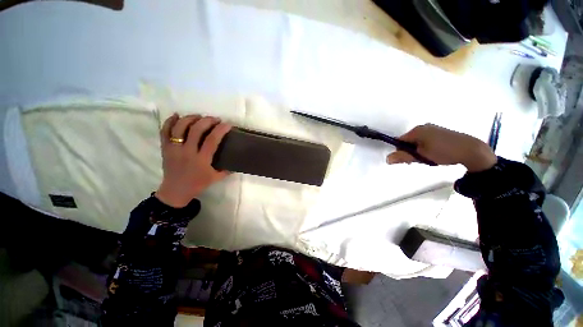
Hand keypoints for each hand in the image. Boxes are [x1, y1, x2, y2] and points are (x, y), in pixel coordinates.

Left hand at [155, 114, 231, 207]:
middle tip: (215, 119)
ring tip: (198, 117)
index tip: (227, 124)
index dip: (221, 130)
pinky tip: (177, 116)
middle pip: (196, 130)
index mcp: (201, 159)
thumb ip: (227, 170)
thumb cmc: (197, 184)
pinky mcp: (165, 148)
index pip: (212, 140)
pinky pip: (164, 131)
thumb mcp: (216, 178)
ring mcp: (174, 149)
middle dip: (207, 121)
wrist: (176, 191)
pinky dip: (169, 121)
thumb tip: (235, 163)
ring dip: (190, 118)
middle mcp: (187, 151)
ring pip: (180, 127)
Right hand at [386, 124, 496, 172]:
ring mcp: (432, 129)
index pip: (399, 141)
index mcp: (416, 131)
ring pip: (417, 141)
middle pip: (408, 141)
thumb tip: (387, 159)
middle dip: (409, 152)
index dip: (400, 151)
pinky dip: (425, 147)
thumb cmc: (443, 152)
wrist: (471, 150)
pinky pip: (426, 140)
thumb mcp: (421, 156)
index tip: (407, 160)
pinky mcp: (440, 132)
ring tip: (428, 158)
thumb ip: (403, 157)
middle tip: (418, 161)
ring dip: (418, 151)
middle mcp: (423, 127)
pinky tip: (434, 154)